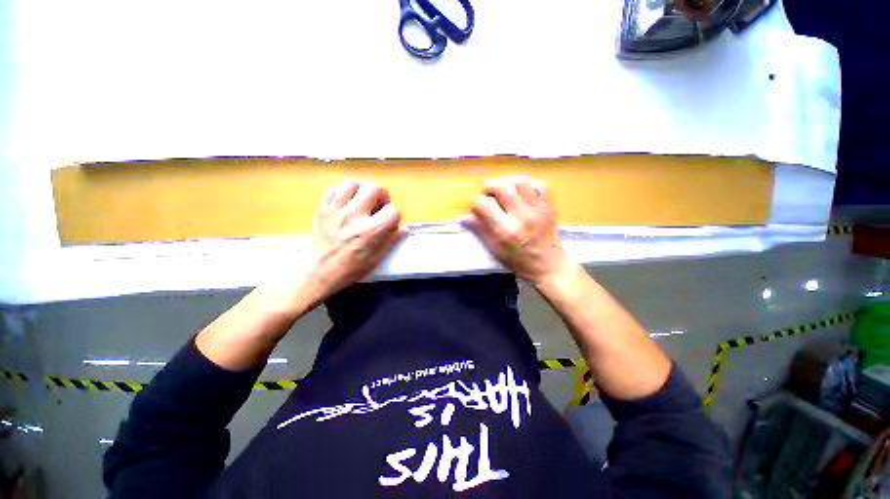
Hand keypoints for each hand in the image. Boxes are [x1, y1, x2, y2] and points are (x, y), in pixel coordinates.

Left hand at [306, 180, 406, 301]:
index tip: (390, 221)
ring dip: (362, 190)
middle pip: (374, 189)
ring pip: (353, 184)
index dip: (395, 215)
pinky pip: (333, 190)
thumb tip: (403, 228)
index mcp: (371, 231)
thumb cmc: (350, 269)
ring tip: (363, 200)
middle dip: (382, 195)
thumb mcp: (377, 258)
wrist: (319, 272)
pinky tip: (346, 203)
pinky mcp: (323, 210)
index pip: (392, 210)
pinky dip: (342, 193)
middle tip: (379, 205)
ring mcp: (336, 211)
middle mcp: (355, 216)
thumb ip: (391, 240)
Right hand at [462, 177, 570, 285]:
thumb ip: (480, 231)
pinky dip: (529, 185)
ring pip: (520, 181)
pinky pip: (539, 185)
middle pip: (502, 187)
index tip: (478, 208)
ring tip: (504, 191)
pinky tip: (523, 193)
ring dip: (508, 182)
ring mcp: (537, 209)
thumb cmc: (519, 261)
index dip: (476, 203)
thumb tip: (463, 217)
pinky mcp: (549, 207)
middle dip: (489, 186)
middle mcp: (521, 216)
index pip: (484, 204)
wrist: (549, 267)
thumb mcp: (495, 250)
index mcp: (504, 230)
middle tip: (488, 193)